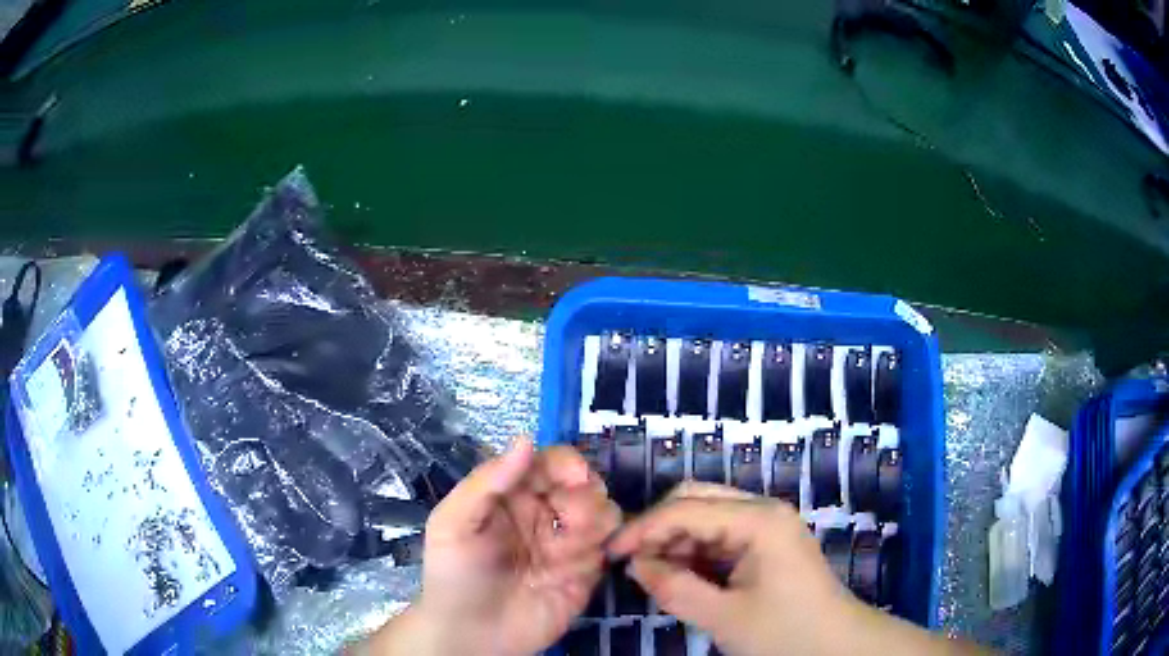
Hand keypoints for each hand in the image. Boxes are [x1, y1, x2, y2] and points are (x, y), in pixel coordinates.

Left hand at [364, 437, 621, 655]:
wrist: (471, 635)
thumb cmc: (454, 575)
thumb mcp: (453, 523)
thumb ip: (487, 482)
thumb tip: (526, 439)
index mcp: (511, 495)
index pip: (549, 463)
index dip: (567, 463)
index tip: (576, 476)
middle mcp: (543, 513)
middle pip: (585, 484)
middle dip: (584, 496)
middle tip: (567, 519)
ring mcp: (567, 543)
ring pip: (604, 511)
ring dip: (593, 523)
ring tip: (563, 551)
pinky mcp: (585, 571)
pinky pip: (609, 546)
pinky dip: (600, 549)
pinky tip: (575, 567)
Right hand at [607, 483, 984, 655]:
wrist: (836, 645)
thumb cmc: (786, 632)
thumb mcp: (724, 617)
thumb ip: (674, 588)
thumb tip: (635, 564)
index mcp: (758, 520)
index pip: (686, 509)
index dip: (642, 529)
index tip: (608, 552)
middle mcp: (763, 510)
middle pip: (696, 499)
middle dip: (658, 526)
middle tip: (628, 560)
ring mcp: (766, 525)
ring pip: (705, 515)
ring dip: (674, 539)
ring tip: (650, 572)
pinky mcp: (765, 543)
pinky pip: (719, 535)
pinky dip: (693, 551)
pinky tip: (679, 574)